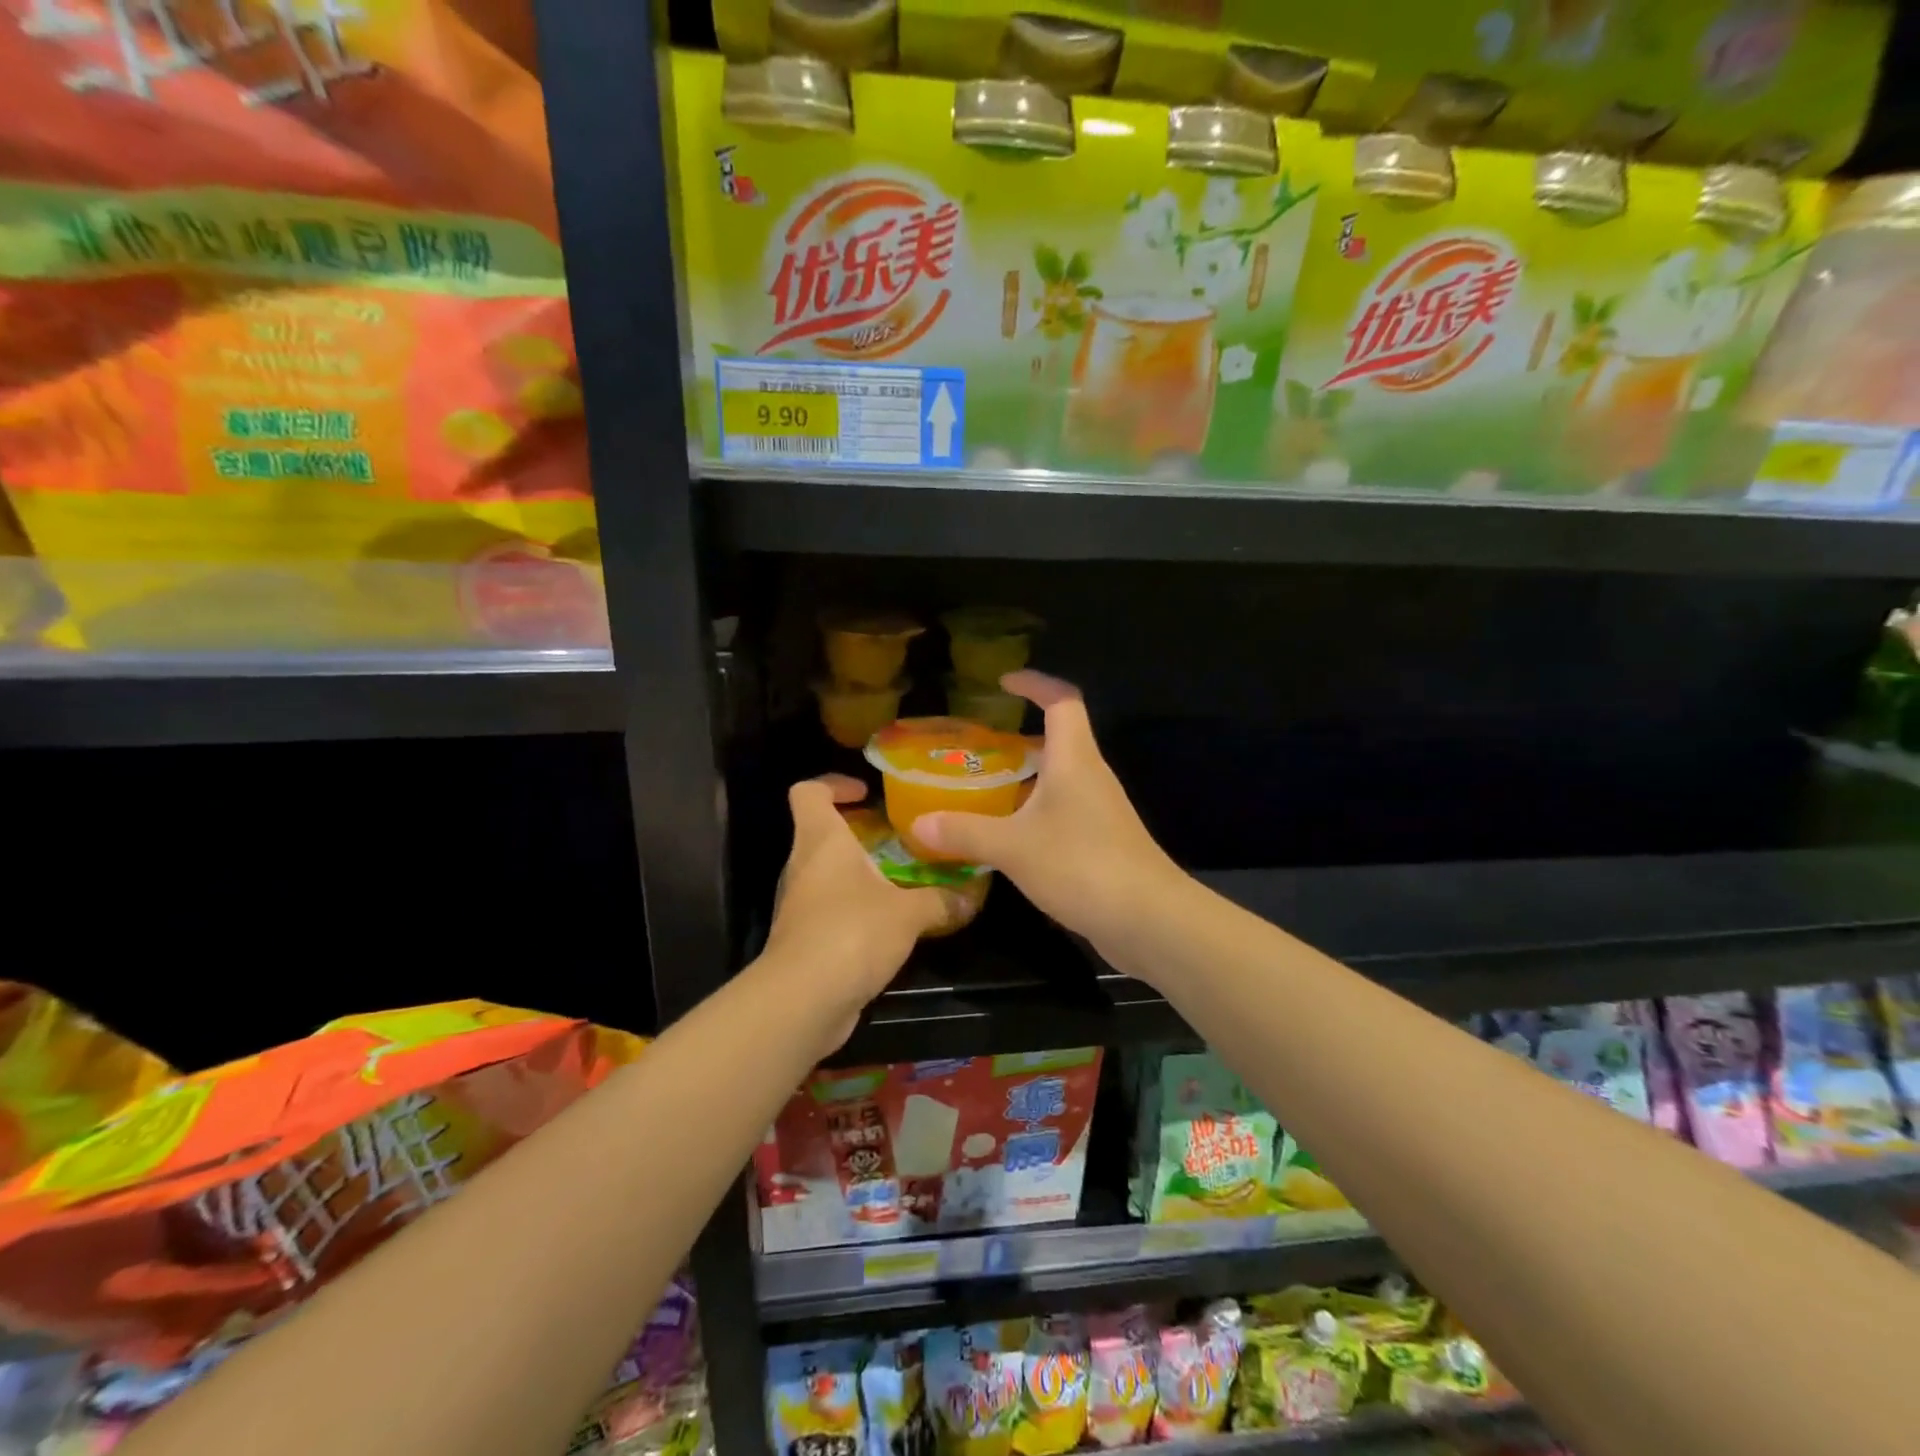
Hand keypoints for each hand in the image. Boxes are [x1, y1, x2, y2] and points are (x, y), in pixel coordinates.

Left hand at [761, 775, 957, 1044]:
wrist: (802, 1001)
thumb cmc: (851, 933)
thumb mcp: (909, 913)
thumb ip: (941, 900)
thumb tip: (971, 897)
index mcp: (821, 841)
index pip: (808, 792)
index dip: (833, 783)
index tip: (867, 792)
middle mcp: (804, 865)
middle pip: (823, 832)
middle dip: (862, 831)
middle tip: (904, 838)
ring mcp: (800, 904)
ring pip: (830, 873)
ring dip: (863, 872)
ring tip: (906, 878)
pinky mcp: (805, 938)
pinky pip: (833, 908)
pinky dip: (858, 907)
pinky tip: (893, 922)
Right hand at [912, 672, 1182, 950]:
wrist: (1148, 919)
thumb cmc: (1082, 865)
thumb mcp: (1013, 847)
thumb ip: (965, 832)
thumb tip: (917, 824)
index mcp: (1075, 760)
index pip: (1062, 701)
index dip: (1036, 684)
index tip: (1004, 682)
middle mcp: (1091, 776)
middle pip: (1060, 739)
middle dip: (1020, 736)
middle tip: (979, 747)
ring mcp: (1101, 810)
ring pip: (1061, 779)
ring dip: (1026, 778)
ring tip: (984, 789)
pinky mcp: (1103, 842)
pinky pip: (1064, 812)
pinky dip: (1035, 812)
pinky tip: (1010, 836)